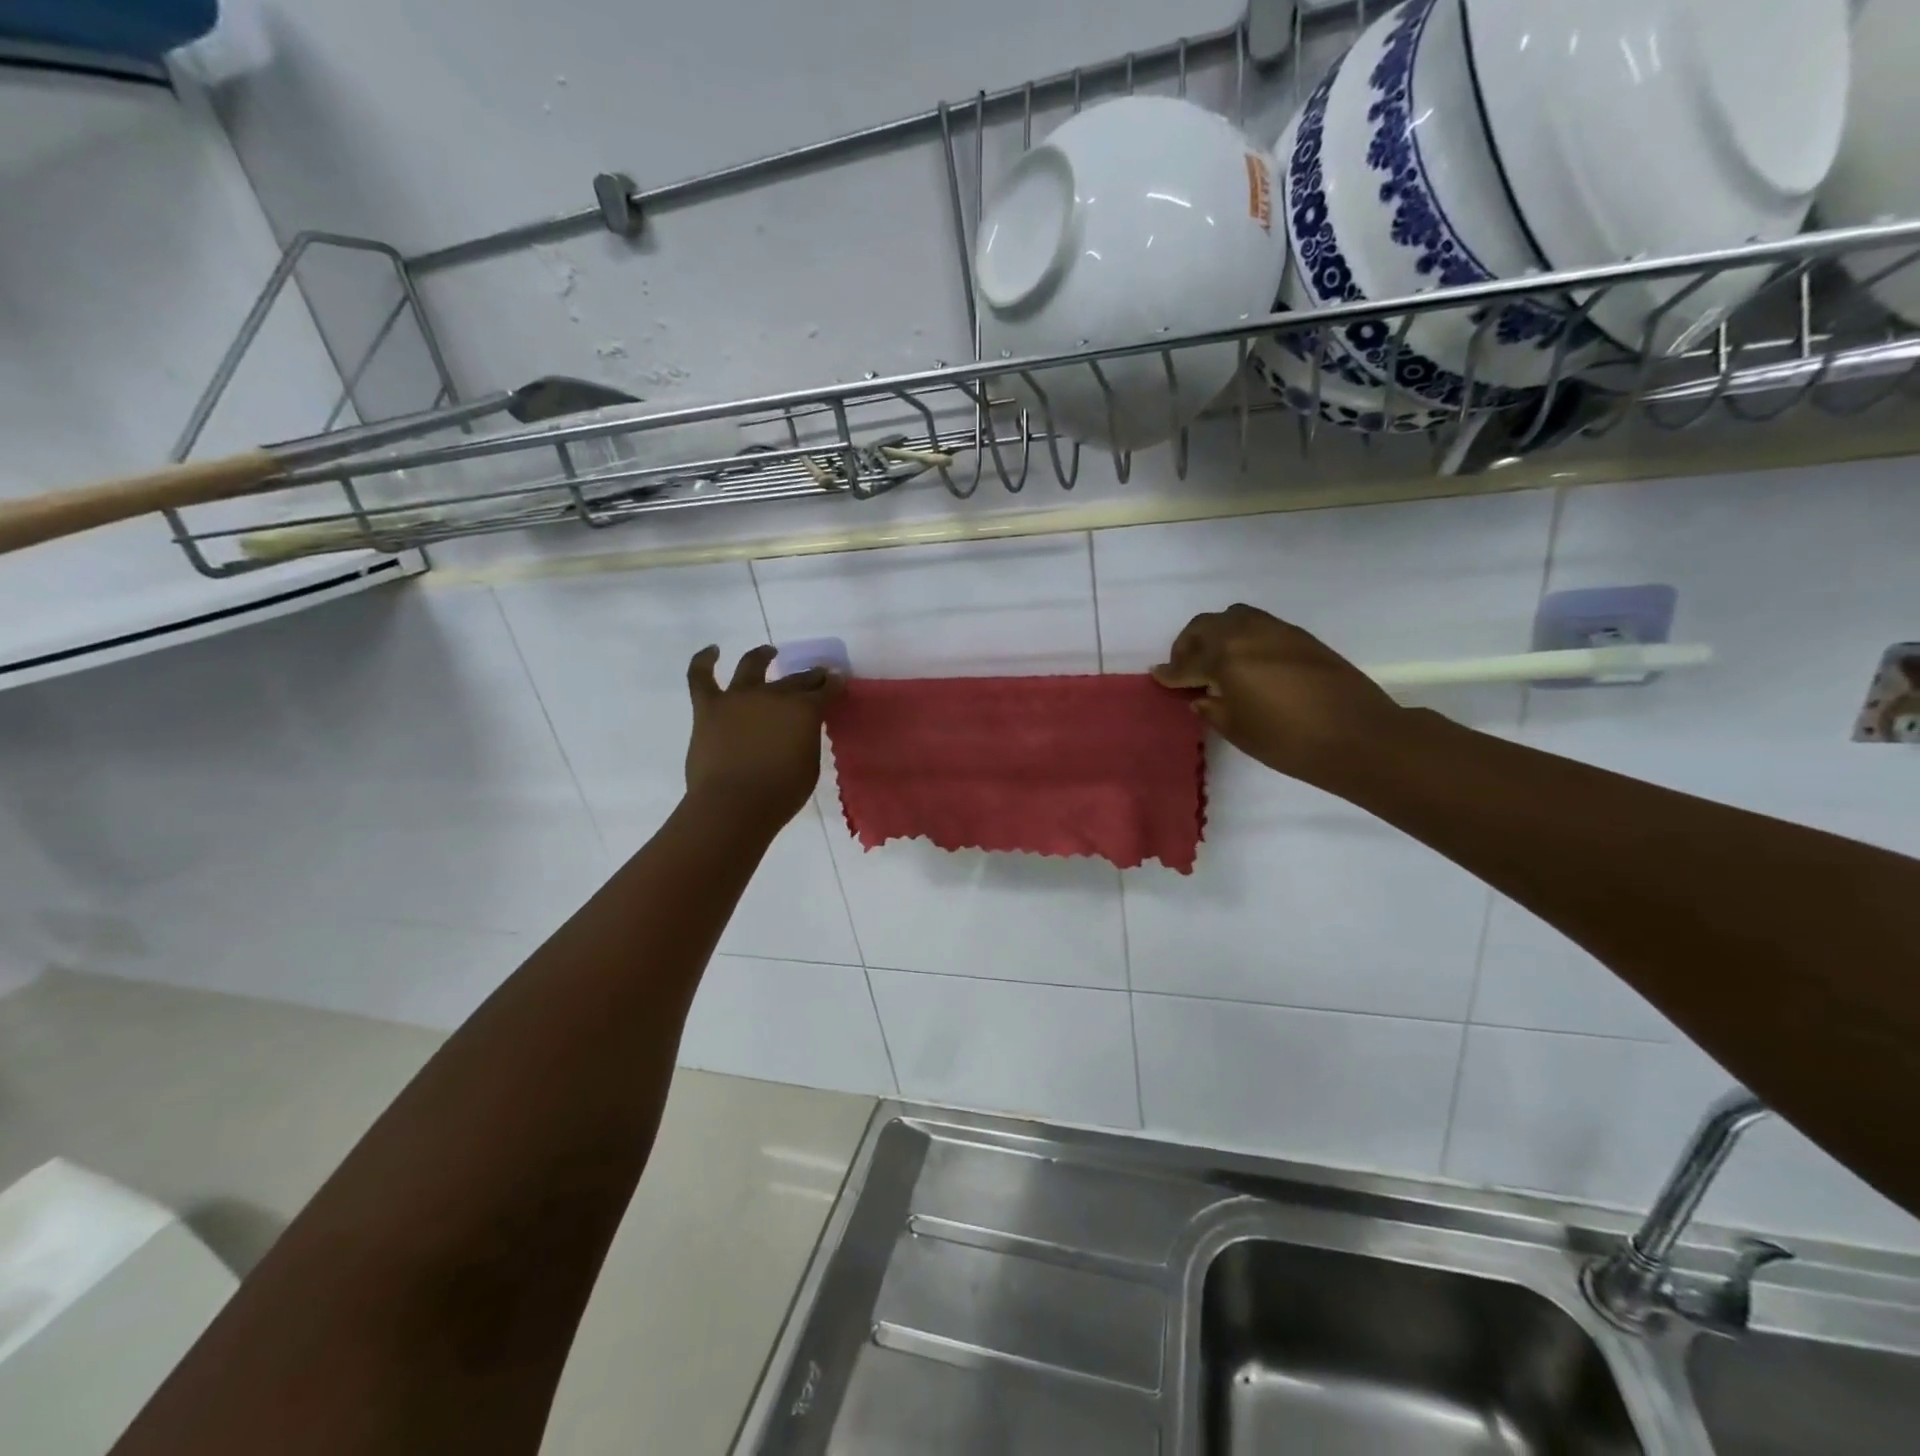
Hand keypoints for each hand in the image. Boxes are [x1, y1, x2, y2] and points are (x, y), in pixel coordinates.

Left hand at [685, 645, 842, 828]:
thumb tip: (798, 730)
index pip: (824, 690)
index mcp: (804, 710)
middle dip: (810, 676)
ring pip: (751, 665)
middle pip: (795, 679)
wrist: (734, 805)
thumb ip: (806, 740)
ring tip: (768, 652)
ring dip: (762, 656)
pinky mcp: (708, 707)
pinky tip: (712, 650)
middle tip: (817, 675)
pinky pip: (701, 677)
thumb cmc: (781, 794)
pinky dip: (703, 660)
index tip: (838, 680)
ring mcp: (738, 697)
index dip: (833, 684)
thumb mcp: (809, 765)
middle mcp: (773, 694)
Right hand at [1151, 604, 1402, 784]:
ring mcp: (1276, 630)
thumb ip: (1213, 708)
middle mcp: (1247, 634)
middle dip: (1188, 645)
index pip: (1188, 663)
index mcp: (1225, 658)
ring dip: (1215, 634)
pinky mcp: (1300, 636)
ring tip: (1214, 660)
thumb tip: (1201, 696)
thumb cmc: (1290, 741)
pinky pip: (1257, 625)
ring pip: (1233, 618)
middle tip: (1184, 668)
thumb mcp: (1238, 730)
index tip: (1158, 677)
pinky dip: (1241, 637)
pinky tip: (1246, 662)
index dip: (1171, 673)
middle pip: (1205, 627)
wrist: (1360, 736)